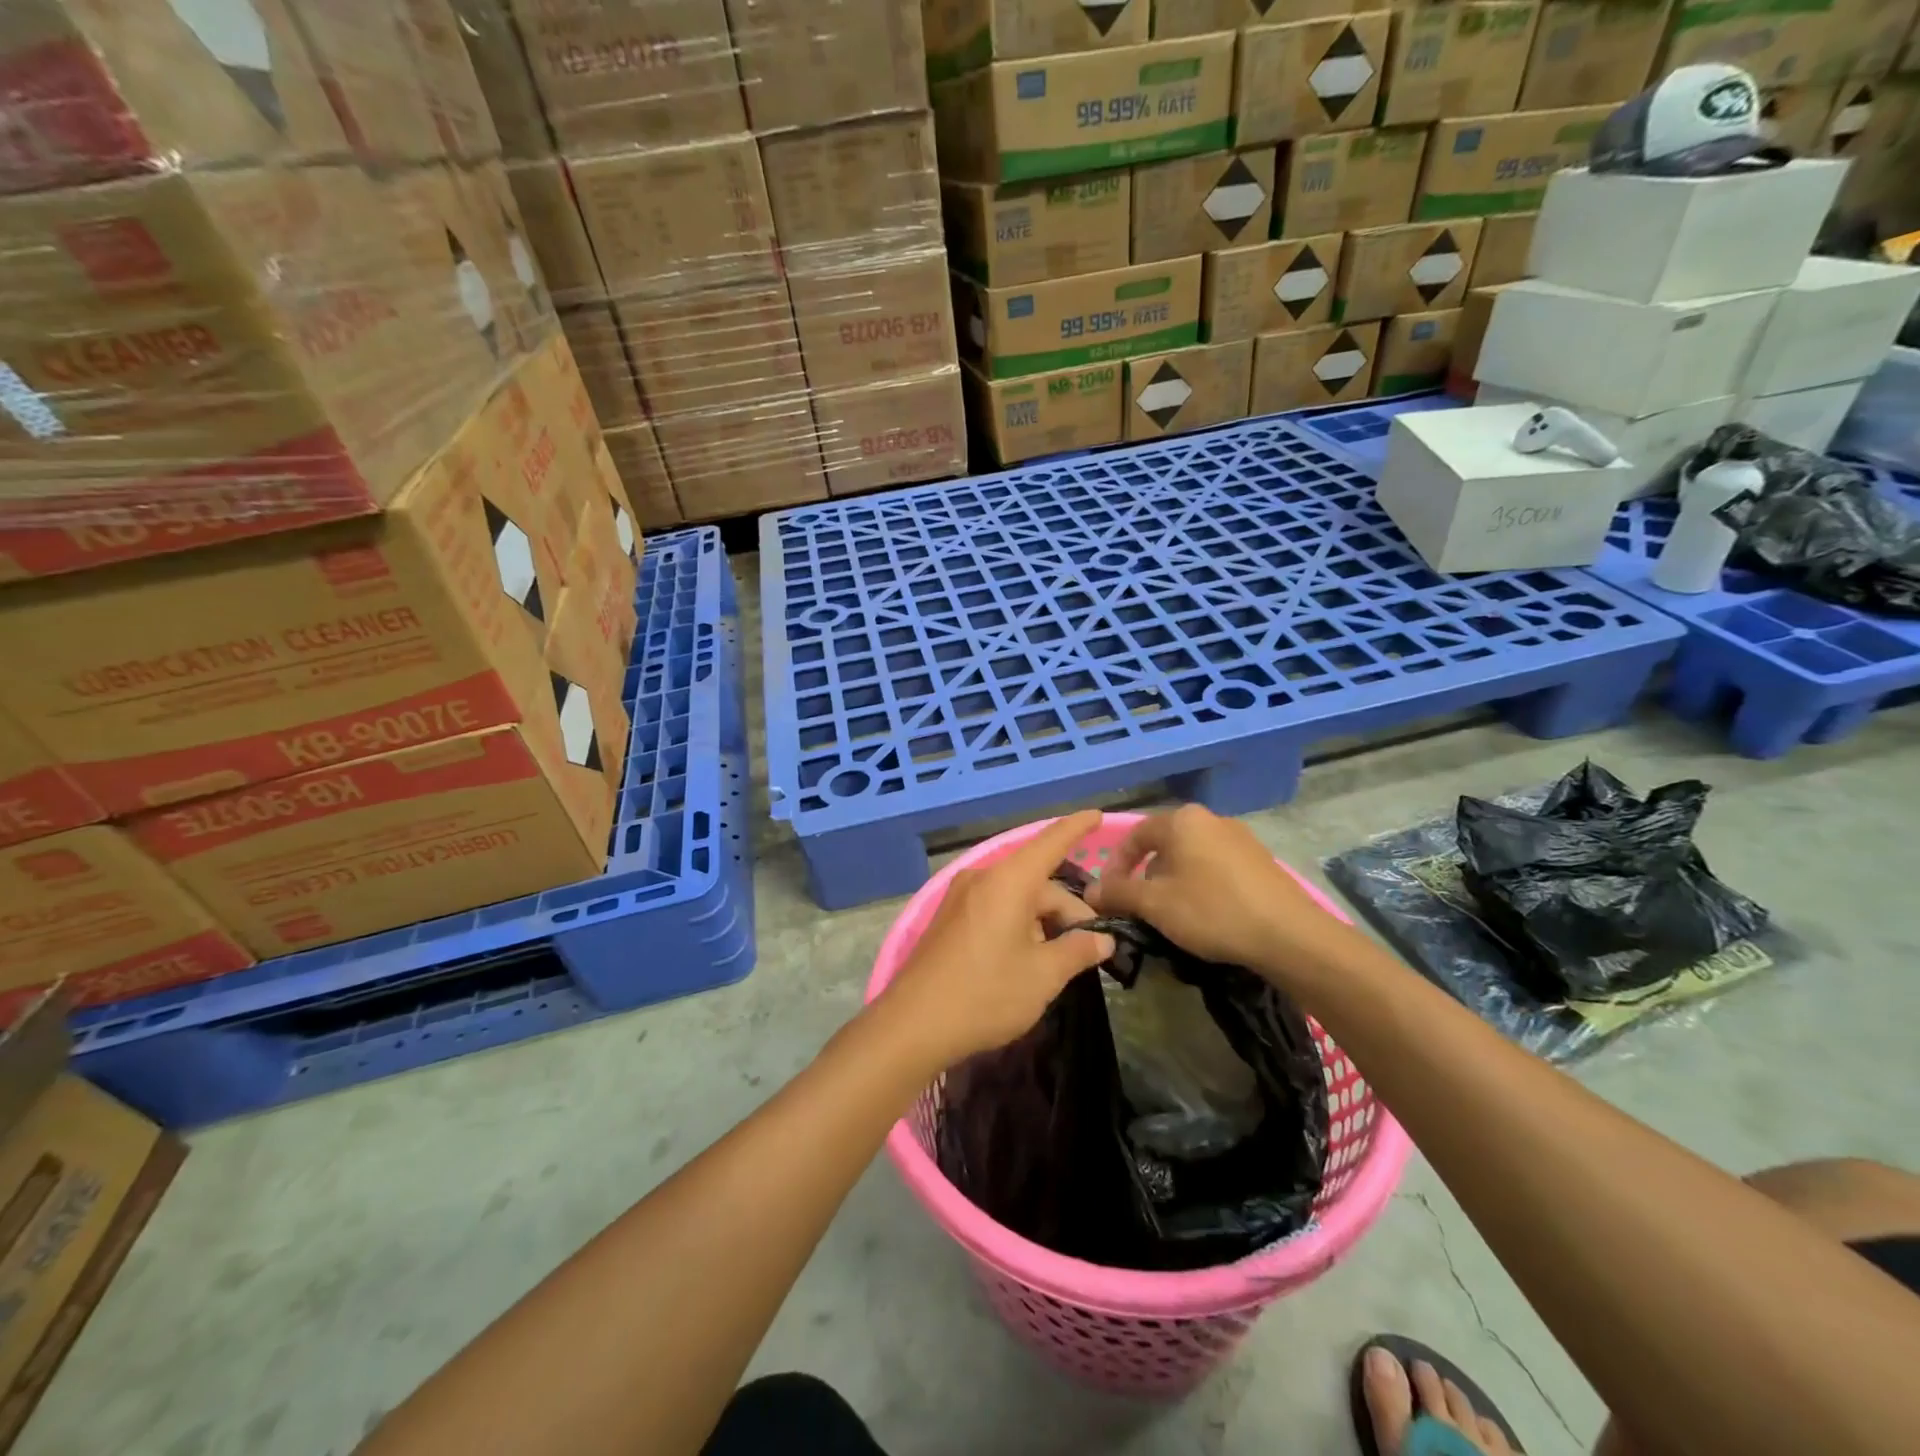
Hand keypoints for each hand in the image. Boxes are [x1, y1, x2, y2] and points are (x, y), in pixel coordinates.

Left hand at [877, 811, 1115, 1072]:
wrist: (913, 1025)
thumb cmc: (986, 994)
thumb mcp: (1043, 976)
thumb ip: (1077, 951)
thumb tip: (1103, 939)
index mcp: (1008, 881)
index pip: (1050, 843)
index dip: (1076, 828)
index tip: (1098, 815)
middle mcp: (982, 878)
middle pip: (1036, 882)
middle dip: (1066, 910)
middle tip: (1090, 949)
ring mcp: (960, 897)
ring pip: (1016, 897)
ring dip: (1042, 921)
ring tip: (1058, 961)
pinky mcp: (948, 918)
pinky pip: (994, 908)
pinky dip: (1018, 924)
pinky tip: (1025, 959)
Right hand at [1085, 805, 1351, 985]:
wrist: (1289, 935)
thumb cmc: (1211, 910)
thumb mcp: (1154, 904)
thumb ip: (1118, 893)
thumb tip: (1090, 892)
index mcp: (1181, 820)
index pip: (1134, 835)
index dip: (1115, 865)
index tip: (1109, 894)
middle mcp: (1210, 819)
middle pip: (1164, 844)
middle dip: (1145, 874)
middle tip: (1139, 906)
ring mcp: (1240, 837)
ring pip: (1191, 856)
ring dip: (1173, 881)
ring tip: (1171, 914)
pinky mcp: (1261, 860)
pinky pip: (1216, 866)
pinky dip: (1201, 885)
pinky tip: (1206, 914)